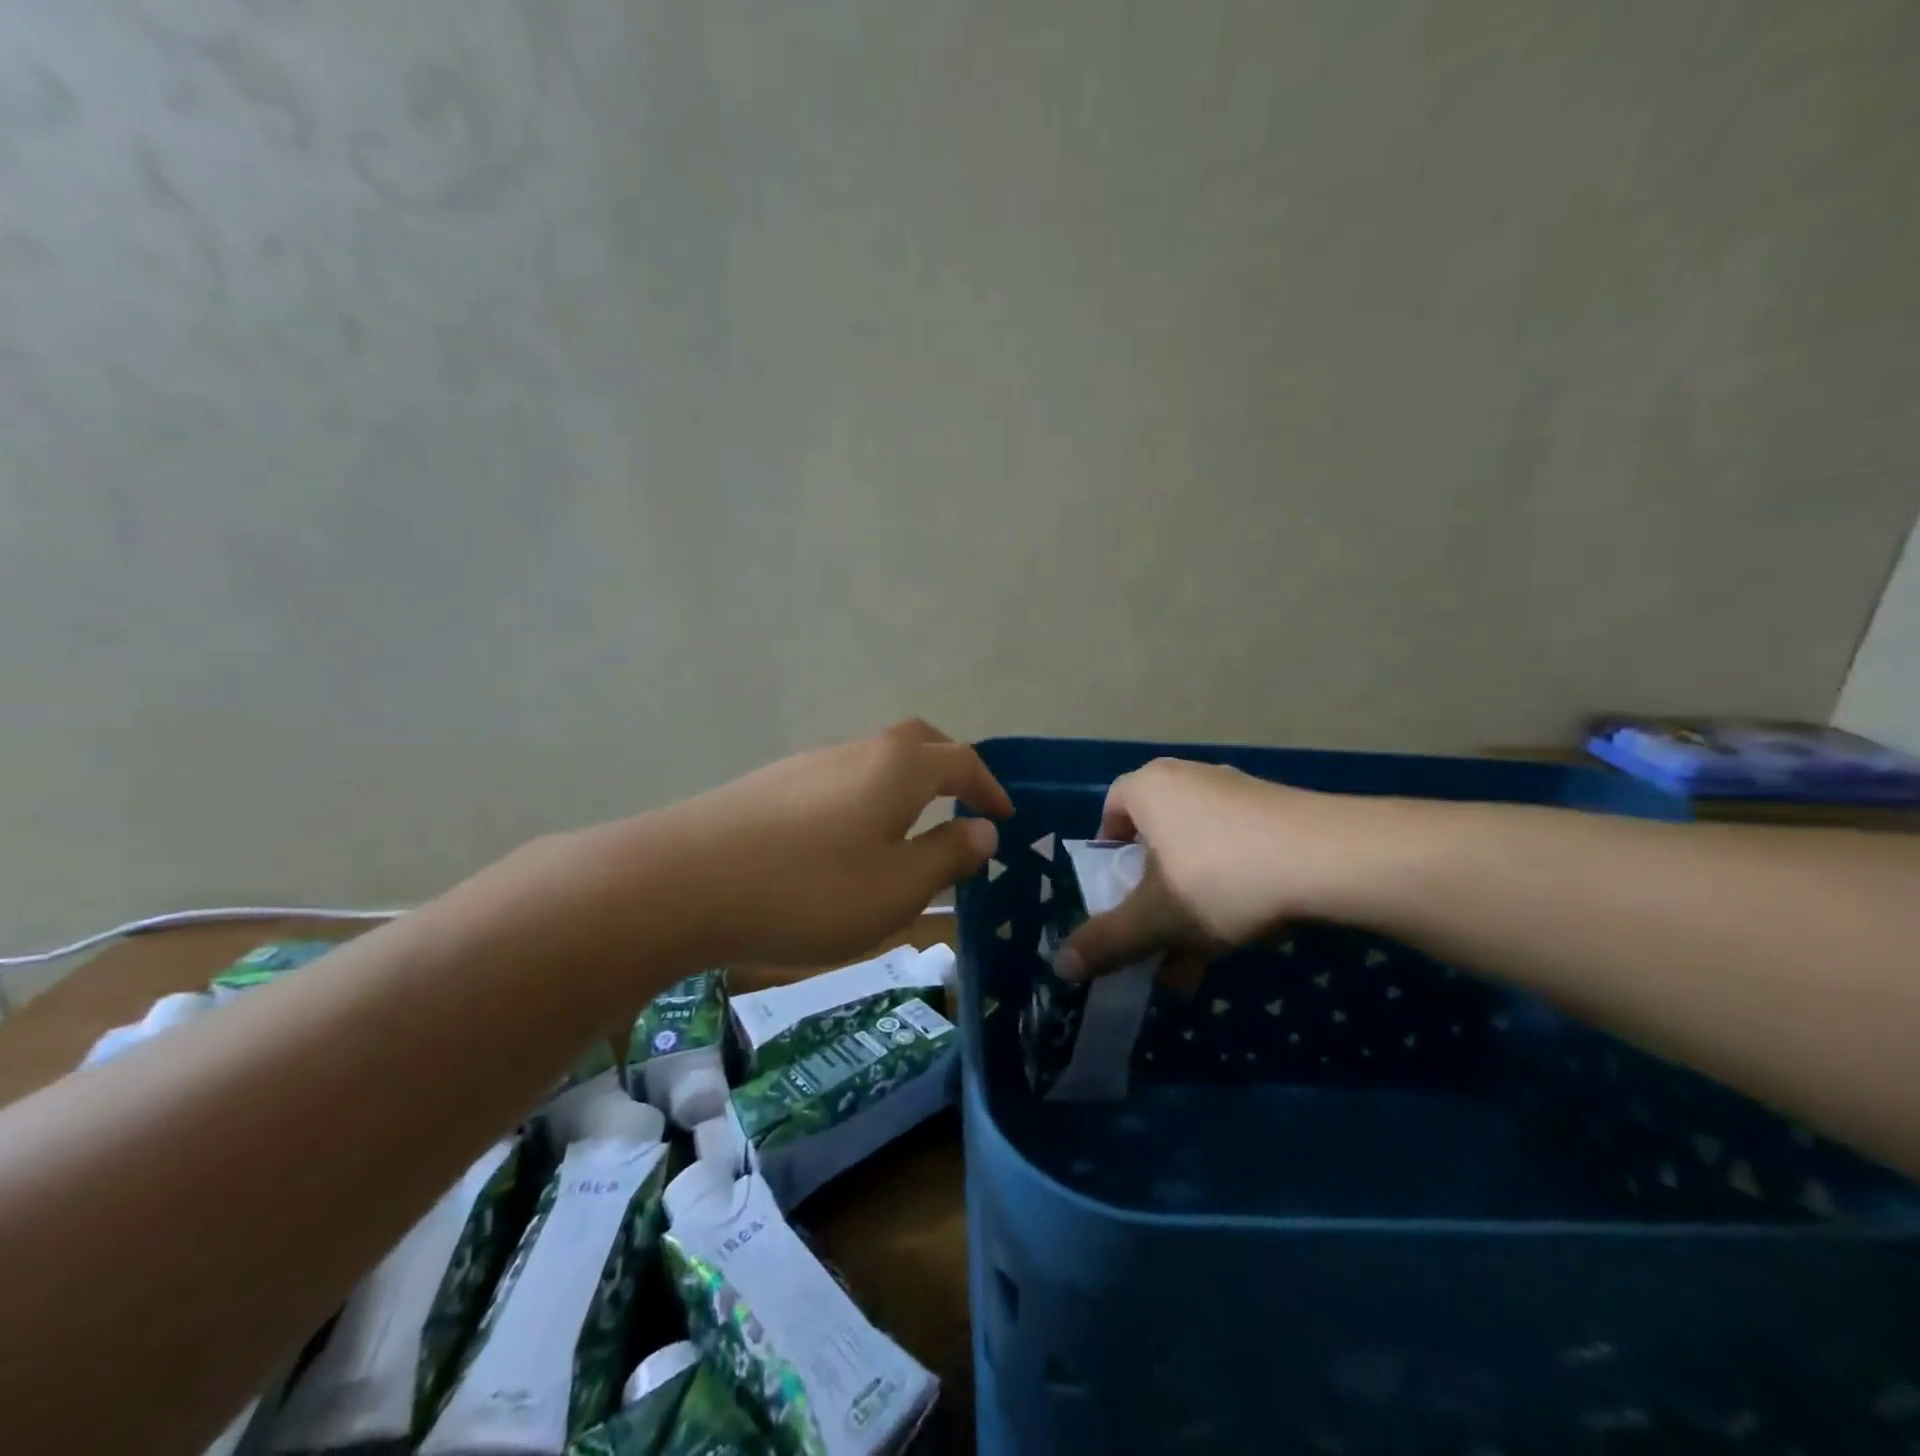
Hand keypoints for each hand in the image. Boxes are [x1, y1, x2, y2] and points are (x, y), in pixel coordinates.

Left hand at [643, 718, 1011, 966]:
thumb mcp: (896, 888)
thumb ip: (947, 856)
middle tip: (965, 807)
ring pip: (876, 760)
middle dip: (950, 769)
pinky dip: (865, 799)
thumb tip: (982, 831)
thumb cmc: (809, 889)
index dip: (991, 787)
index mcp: (899, 767)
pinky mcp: (774, 783)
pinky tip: (847, 842)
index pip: (962, 761)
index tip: (1005, 817)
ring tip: (909, 833)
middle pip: (919, 742)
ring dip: (905, 786)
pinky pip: (840, 779)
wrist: (682, 882)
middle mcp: (858, 750)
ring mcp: (811, 762)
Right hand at [1057, 758, 1365, 982]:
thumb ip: (1106, 942)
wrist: (1330, 859)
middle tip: (1153, 938)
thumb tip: (1060, 966)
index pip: (1111, 810)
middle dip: (1151, 897)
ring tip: (1194, 961)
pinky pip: (1237, 854)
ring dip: (1190, 907)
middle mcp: (1190, 779)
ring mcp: (1238, 794)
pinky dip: (1229, 893)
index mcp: (1150, 788)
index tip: (1113, 893)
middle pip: (1156, 841)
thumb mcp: (1156, 919)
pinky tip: (1241, 938)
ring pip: (1197, 856)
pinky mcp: (1279, 814)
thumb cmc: (1219, 877)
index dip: (1106, 853)